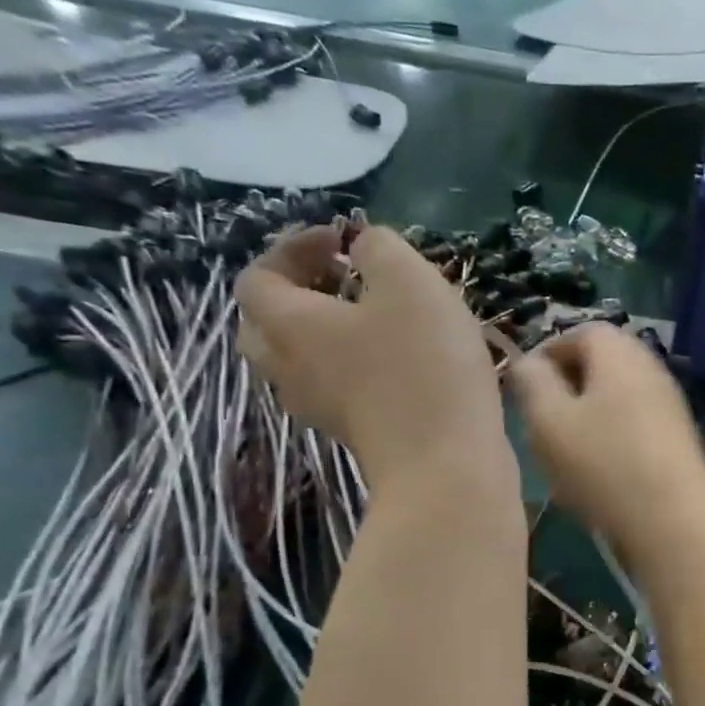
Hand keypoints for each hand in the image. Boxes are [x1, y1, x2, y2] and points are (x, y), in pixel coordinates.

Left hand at [236, 224, 510, 495]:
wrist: (447, 464)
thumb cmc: (423, 365)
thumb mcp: (409, 281)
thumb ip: (380, 249)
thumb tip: (365, 248)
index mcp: (290, 326)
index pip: (257, 278)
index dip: (292, 249)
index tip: (344, 241)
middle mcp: (292, 370)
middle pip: (266, 327)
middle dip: (298, 295)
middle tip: (344, 282)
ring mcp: (323, 410)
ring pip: (303, 363)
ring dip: (328, 334)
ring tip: (378, 320)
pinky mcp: (357, 434)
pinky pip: (339, 389)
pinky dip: (357, 366)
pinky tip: (404, 360)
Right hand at [507, 324, 704, 560]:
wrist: (675, 522)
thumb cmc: (603, 463)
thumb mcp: (549, 420)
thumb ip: (532, 383)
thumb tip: (529, 363)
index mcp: (619, 352)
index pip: (578, 332)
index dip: (546, 355)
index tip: (522, 389)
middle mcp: (650, 368)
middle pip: (599, 366)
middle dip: (565, 390)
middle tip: (539, 425)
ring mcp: (669, 405)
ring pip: (614, 400)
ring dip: (585, 421)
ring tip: (562, 457)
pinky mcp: (677, 440)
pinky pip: (633, 428)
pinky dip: (609, 442)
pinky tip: (596, 478)